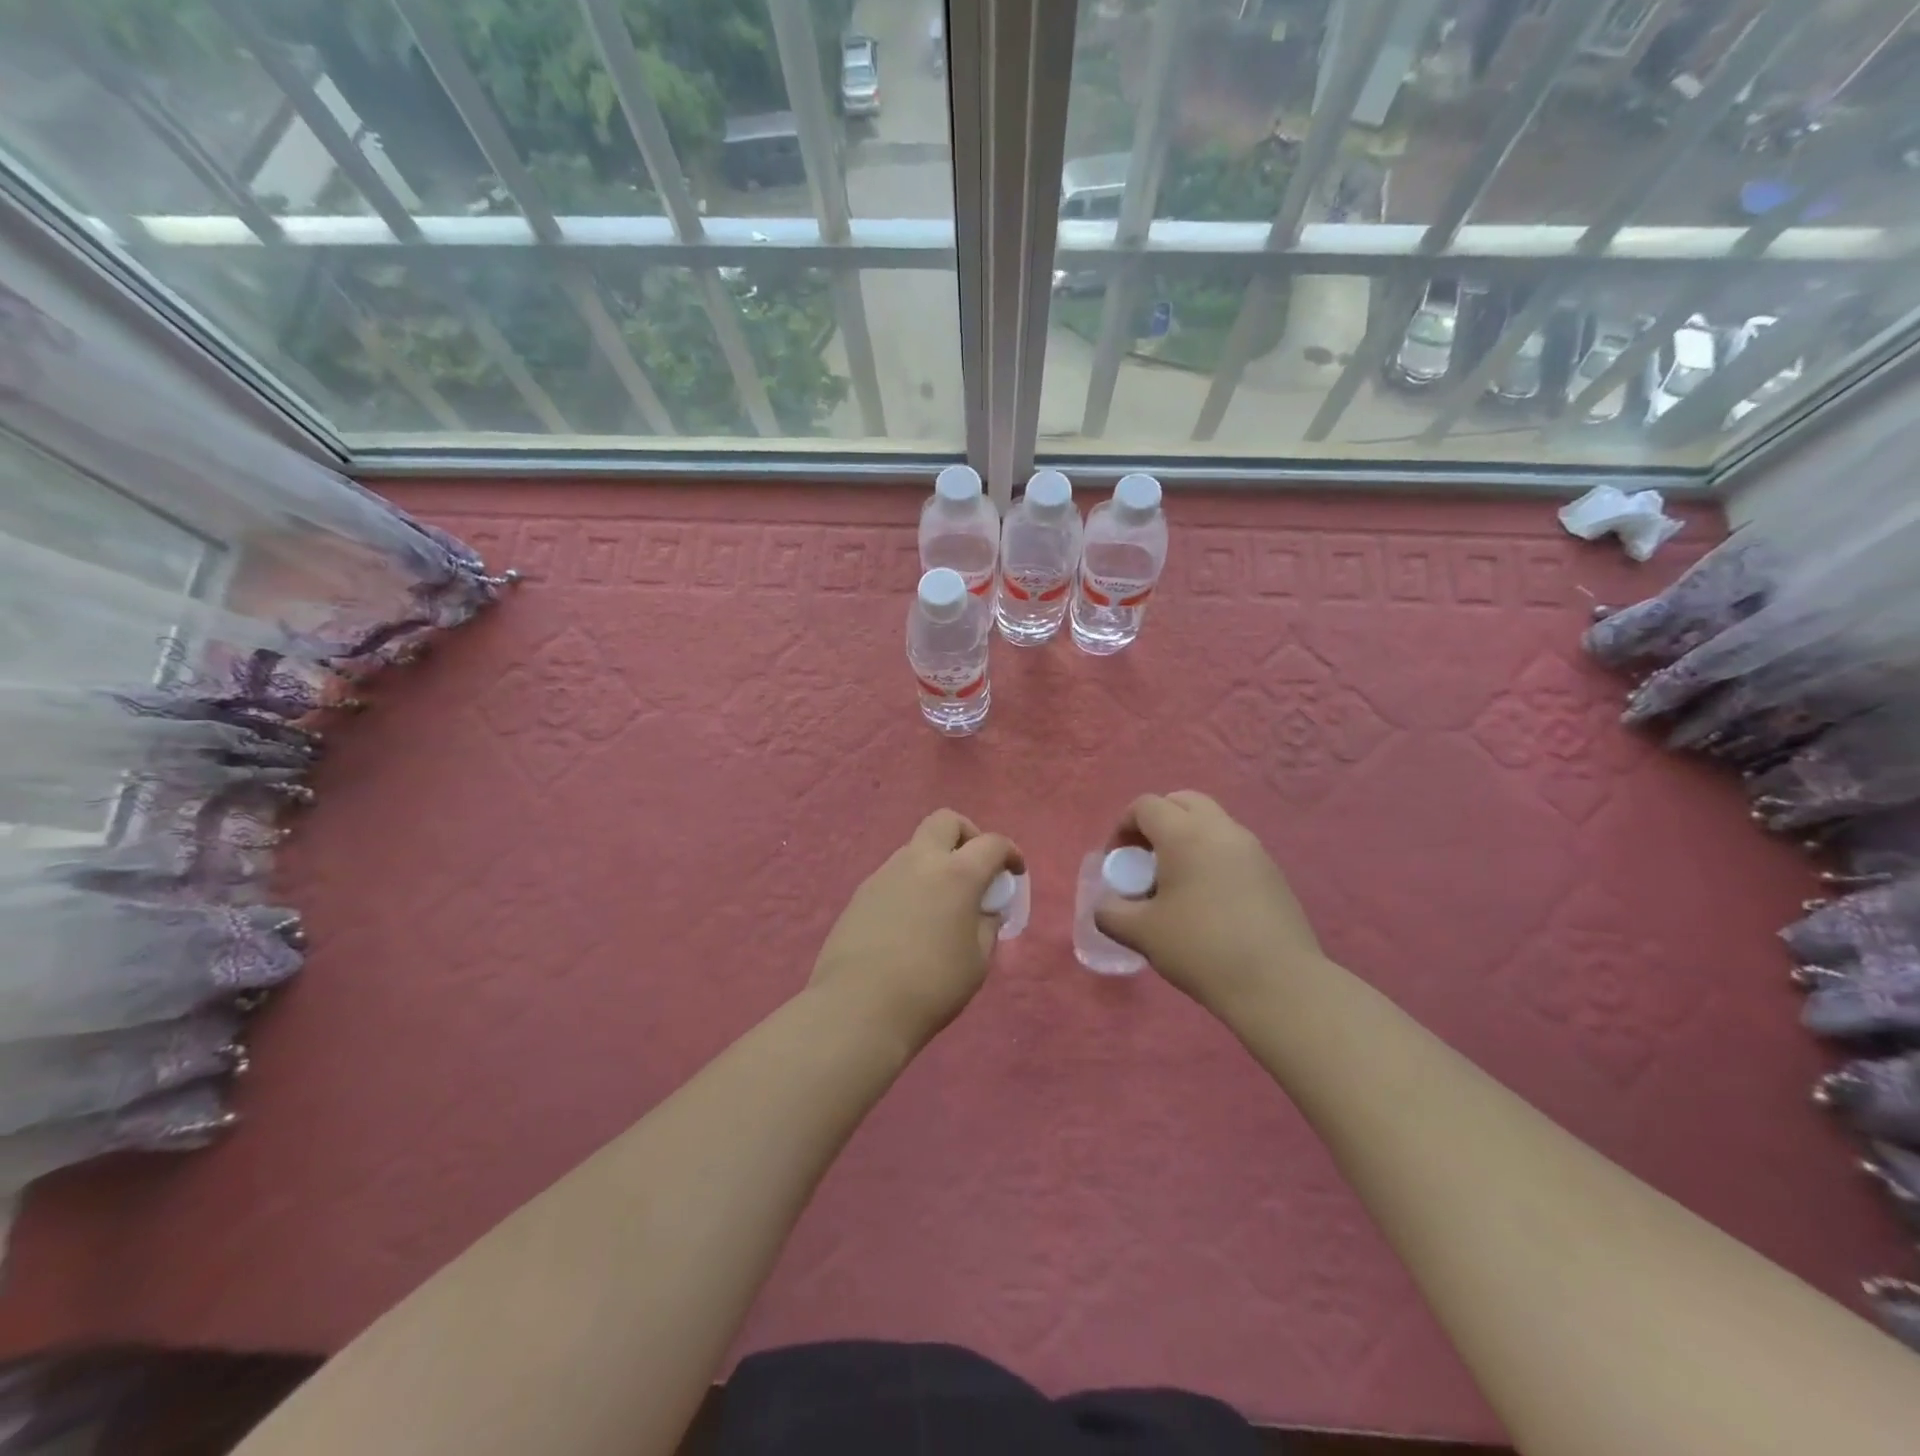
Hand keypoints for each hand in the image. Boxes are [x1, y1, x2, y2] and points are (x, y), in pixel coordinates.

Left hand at [809, 809, 1021, 1051]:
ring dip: (935, 862)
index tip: (1015, 872)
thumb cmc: (931, 986)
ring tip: (942, 903)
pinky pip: (894, 875)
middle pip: (945, 821)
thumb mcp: (977, 961)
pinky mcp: (861, 893)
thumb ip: (986, 926)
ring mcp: (885, 874)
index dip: (1009, 853)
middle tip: (974, 867)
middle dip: (967, 835)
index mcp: (957, 874)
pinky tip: (911, 922)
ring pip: (916, 847)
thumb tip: (983, 910)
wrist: (858, 1006)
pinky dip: (912, 884)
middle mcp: (919, 861)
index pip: (991, 844)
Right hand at [1094, 792, 1321, 1015]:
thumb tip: (1106, 906)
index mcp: (1185, 834)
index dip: (1122, 827)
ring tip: (1175, 882)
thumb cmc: (1201, 948)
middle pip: (1182, 802)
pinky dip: (1210, 856)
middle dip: (1157, 822)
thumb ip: (1111, 913)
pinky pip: (1231, 847)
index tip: (1117, 863)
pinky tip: (1206, 900)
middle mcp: (1221, 829)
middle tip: (1145, 859)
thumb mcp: (1141, 933)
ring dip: (1186, 838)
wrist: (1278, 984)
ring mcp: (1252, 849)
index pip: (1146, 806)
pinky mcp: (1272, 872)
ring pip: (1211, 823)